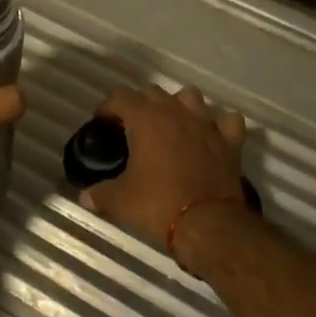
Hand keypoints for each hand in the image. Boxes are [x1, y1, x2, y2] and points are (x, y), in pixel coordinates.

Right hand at [79, 86, 246, 248]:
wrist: (208, 223)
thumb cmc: (159, 204)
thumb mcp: (120, 201)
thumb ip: (100, 194)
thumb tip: (85, 196)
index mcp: (146, 119)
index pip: (121, 97)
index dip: (108, 108)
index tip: (102, 124)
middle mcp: (176, 112)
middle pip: (153, 92)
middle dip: (140, 105)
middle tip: (133, 128)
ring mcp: (206, 123)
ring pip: (190, 96)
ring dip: (178, 105)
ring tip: (171, 125)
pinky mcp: (230, 141)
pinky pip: (227, 121)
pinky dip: (219, 125)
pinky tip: (211, 136)